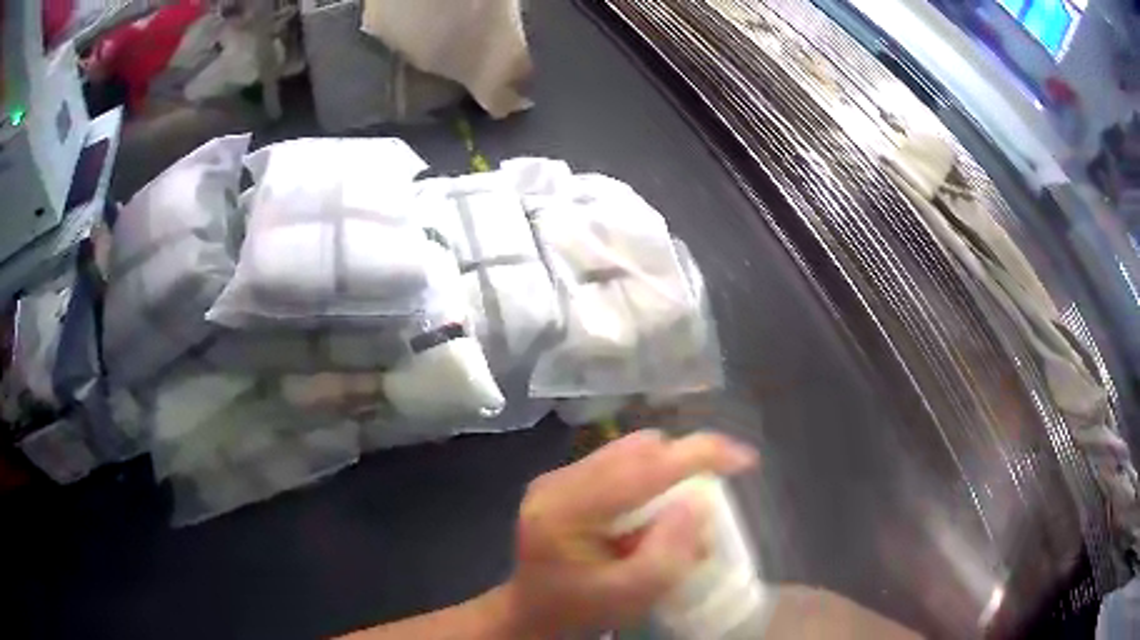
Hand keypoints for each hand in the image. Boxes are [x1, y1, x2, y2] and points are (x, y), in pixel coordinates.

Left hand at [503, 430, 756, 636]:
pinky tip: (647, 517)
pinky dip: (648, 480)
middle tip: (707, 502)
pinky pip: (620, 463)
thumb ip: (667, 554)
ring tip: (676, 515)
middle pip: (638, 449)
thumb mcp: (629, 596)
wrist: (533, 613)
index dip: (700, 454)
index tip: (745, 460)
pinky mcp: (564, 481)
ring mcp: (557, 477)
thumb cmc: (580, 611)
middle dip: (685, 464)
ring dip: (667, 473)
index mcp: (566, 509)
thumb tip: (698, 501)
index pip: (642, 467)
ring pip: (631, 451)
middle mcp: (557, 481)